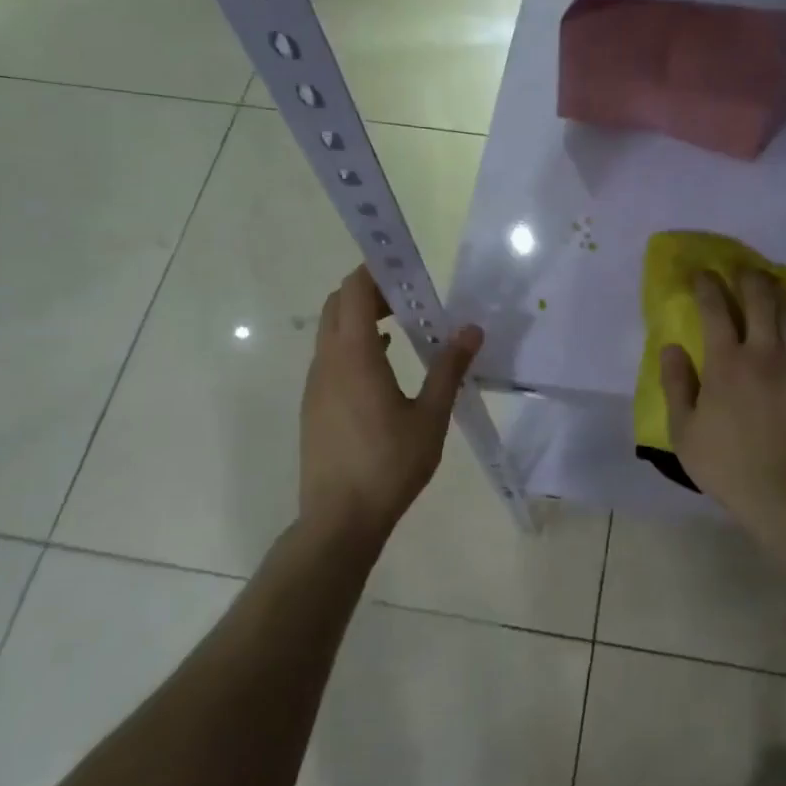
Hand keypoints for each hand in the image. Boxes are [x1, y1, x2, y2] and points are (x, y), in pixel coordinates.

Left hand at [299, 266, 482, 537]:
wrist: (339, 520)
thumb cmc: (388, 465)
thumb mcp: (430, 417)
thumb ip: (449, 368)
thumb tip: (471, 329)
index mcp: (354, 357)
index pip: (355, 292)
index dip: (375, 270)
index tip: (404, 266)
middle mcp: (327, 362)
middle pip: (338, 305)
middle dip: (369, 291)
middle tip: (408, 296)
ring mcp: (316, 385)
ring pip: (331, 332)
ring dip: (361, 318)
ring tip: (402, 326)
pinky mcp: (314, 406)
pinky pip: (331, 357)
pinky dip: (354, 344)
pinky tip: (384, 365)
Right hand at [662, 270, 785, 525]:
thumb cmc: (728, 465)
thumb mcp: (684, 432)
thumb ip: (676, 384)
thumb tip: (672, 348)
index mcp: (726, 362)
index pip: (715, 308)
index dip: (706, 285)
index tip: (700, 273)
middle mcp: (763, 352)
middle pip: (759, 296)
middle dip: (746, 276)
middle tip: (737, 269)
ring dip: (773, 291)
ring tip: (763, 285)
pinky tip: (784, 323)